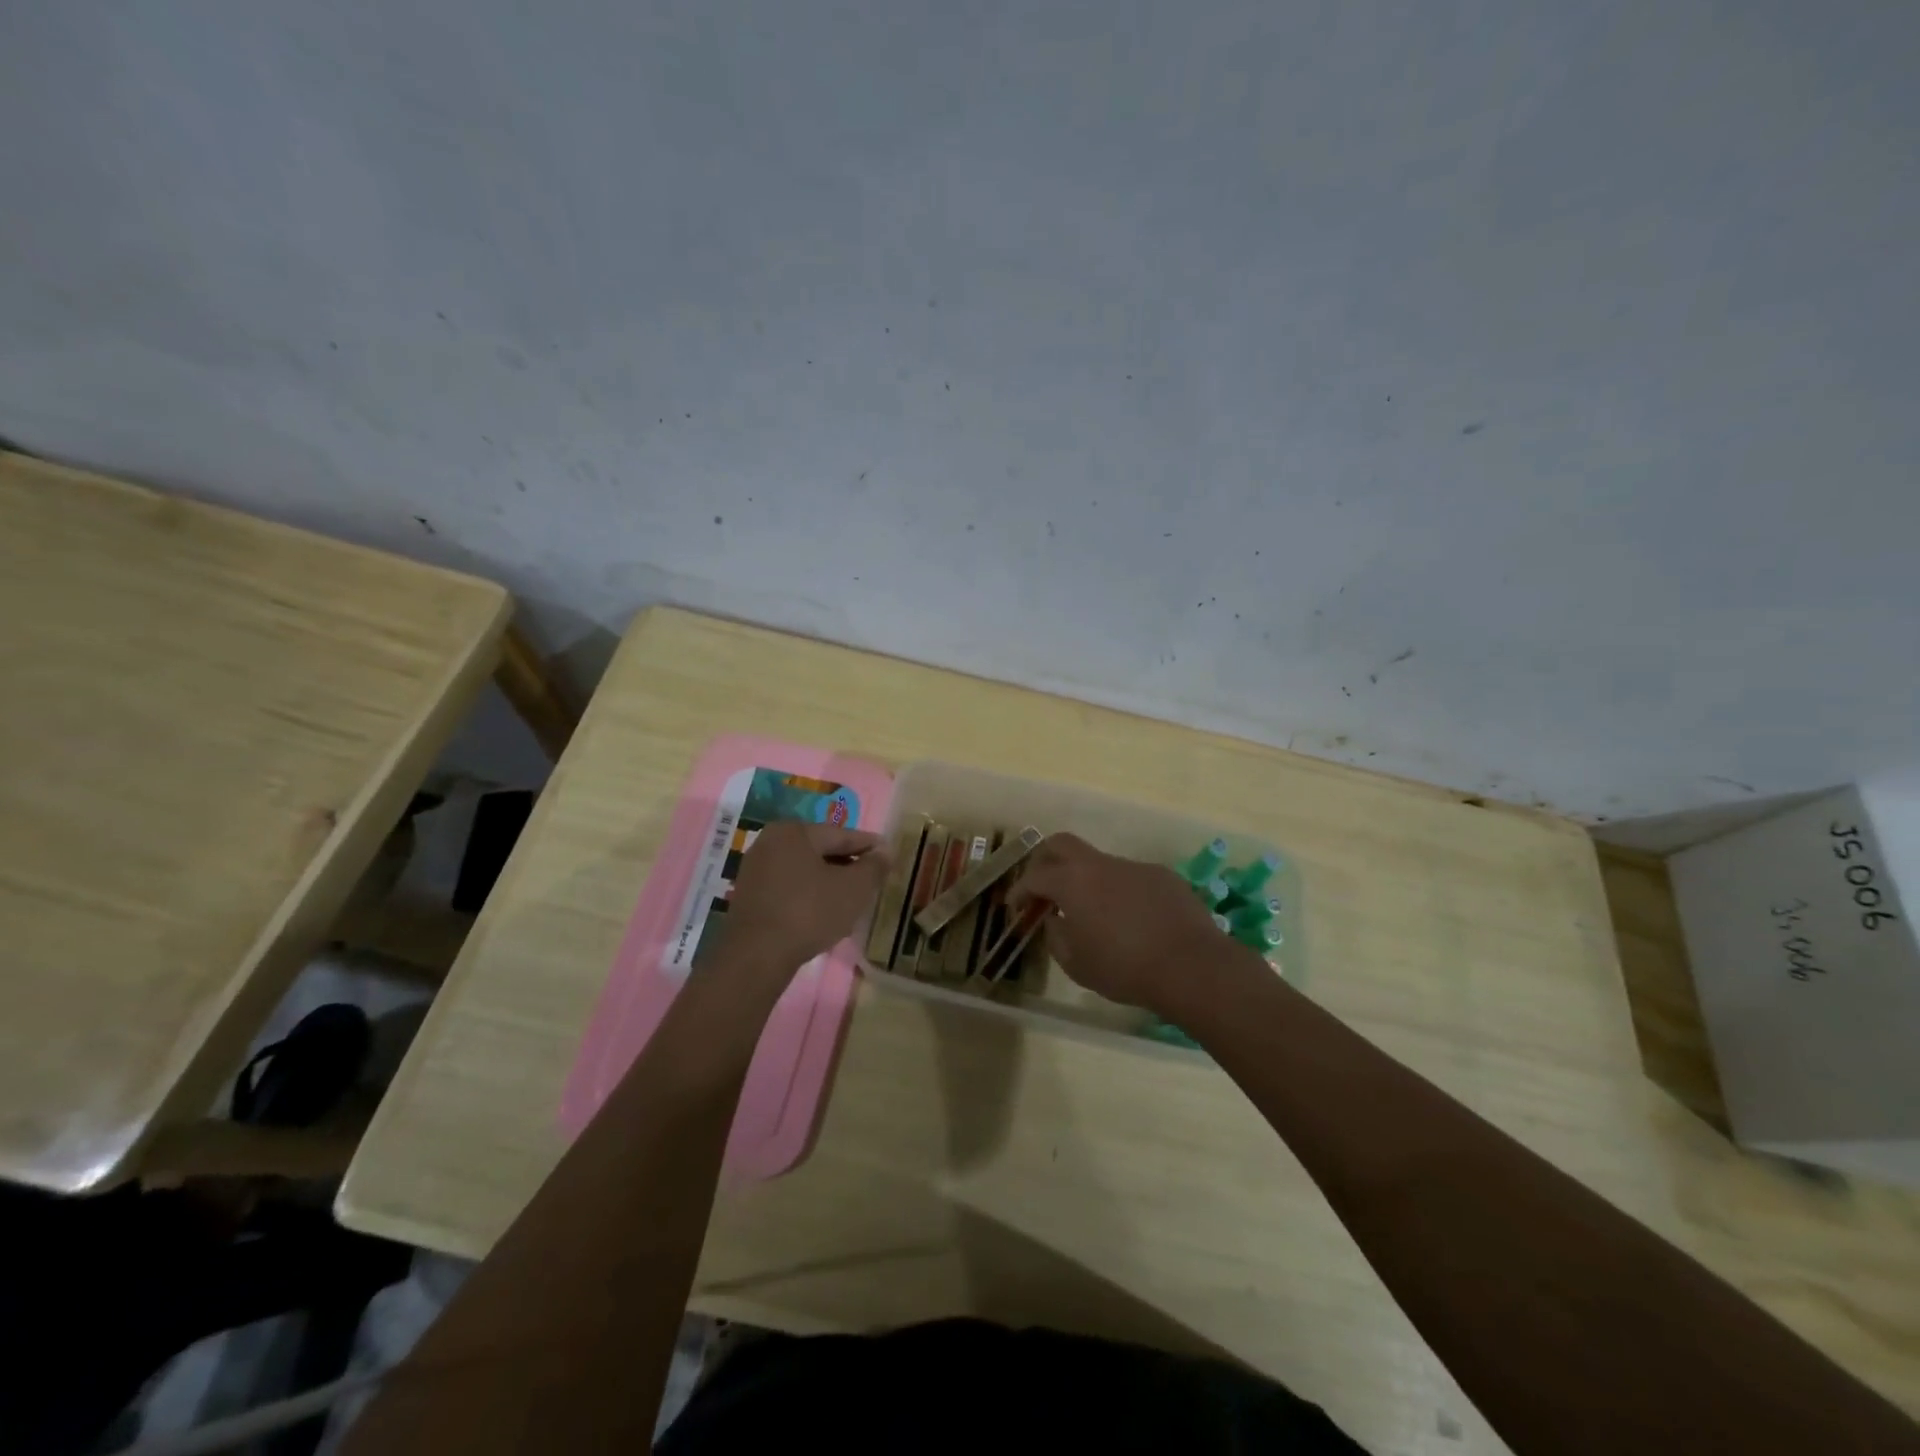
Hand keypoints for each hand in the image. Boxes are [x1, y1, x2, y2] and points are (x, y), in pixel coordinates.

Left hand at [724, 821, 888, 971]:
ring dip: (829, 881)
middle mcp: (770, 841)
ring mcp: (756, 869)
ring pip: (805, 870)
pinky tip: (824, 911)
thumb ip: (873, 866)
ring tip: (852, 898)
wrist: (756, 956)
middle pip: (821, 850)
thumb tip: (885, 851)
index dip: (869, 845)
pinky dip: (809, 894)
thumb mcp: (854, 888)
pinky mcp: (749, 895)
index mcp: (795, 831)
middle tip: (873, 879)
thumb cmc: (810, 912)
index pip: (842, 834)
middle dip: (848, 864)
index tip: (889, 854)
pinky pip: (789, 887)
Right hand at [1008, 832, 1229, 1014]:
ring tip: (1094, 914)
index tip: (1015, 905)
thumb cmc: (1124, 968)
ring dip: (1088, 881)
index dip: (1020, 889)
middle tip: (1043, 886)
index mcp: (1072, 882)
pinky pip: (1131, 878)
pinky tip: (1132, 920)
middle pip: (1062, 844)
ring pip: (1100, 863)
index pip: (1035, 876)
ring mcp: (1134, 866)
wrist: (1191, 966)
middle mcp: (1100, 864)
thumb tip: (1056, 920)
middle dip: (1045, 860)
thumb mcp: (1077, 964)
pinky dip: (1120, 892)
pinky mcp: (1162, 876)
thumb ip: (1057, 938)